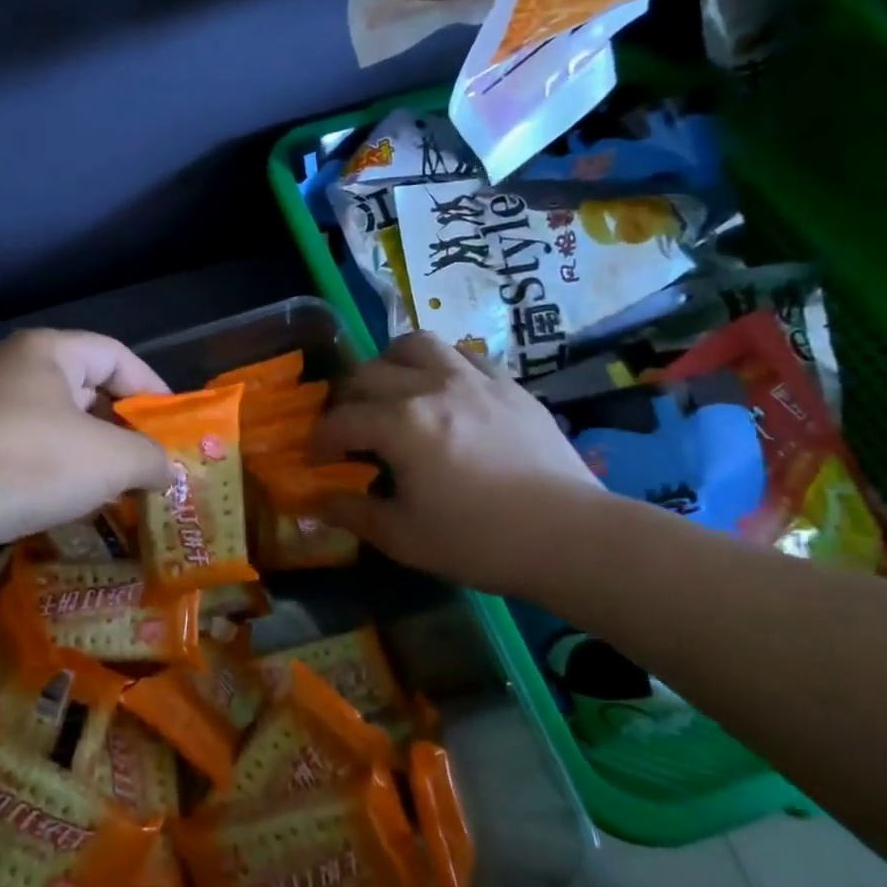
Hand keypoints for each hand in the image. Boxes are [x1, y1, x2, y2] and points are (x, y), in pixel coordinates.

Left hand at [0, 329, 171, 577]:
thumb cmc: (27, 461)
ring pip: (61, 434)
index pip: (115, 355)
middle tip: (158, 467)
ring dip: (95, 463)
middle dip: (126, 431)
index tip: (177, 426)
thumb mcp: (108, 457)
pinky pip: (33, 463)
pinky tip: (81, 512)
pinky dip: (61, 483)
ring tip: (129, 494)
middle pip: (89, 394)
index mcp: (48, 353)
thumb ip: (150, 458)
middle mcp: (17, 376)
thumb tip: (167, 471)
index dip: (152, 386)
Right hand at [310, 331, 605, 594]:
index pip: (341, 420)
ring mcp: (473, 380)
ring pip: (416, 345)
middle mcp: (431, 388)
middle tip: (348, 427)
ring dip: (390, 363)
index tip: (314, 459)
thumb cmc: (481, 541)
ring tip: (391, 388)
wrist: (572, 537)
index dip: (319, 440)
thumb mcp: (405, 538)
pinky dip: (442, 367)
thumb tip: (317, 503)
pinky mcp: (509, 385)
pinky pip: (464, 356)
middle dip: (346, 399)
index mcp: (400, 424)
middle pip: (368, 373)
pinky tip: (445, 392)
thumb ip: (354, 514)